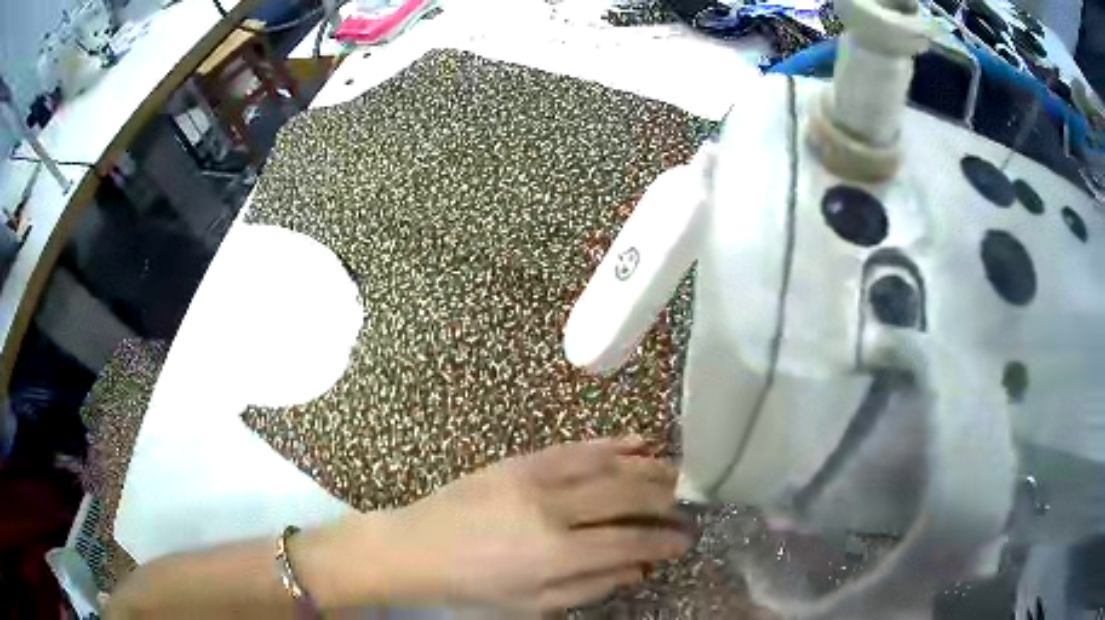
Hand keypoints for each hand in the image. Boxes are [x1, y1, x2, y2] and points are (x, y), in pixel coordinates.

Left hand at [373, 437, 692, 610]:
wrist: (419, 546)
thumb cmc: (475, 586)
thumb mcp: (535, 603)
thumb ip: (592, 585)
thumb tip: (640, 568)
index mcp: (555, 553)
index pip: (628, 542)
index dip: (663, 541)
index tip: (685, 540)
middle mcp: (553, 509)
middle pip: (626, 496)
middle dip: (664, 499)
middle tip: (686, 503)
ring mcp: (535, 477)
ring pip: (607, 464)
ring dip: (647, 466)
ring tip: (675, 471)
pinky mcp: (520, 460)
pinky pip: (576, 447)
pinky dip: (611, 444)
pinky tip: (637, 441)